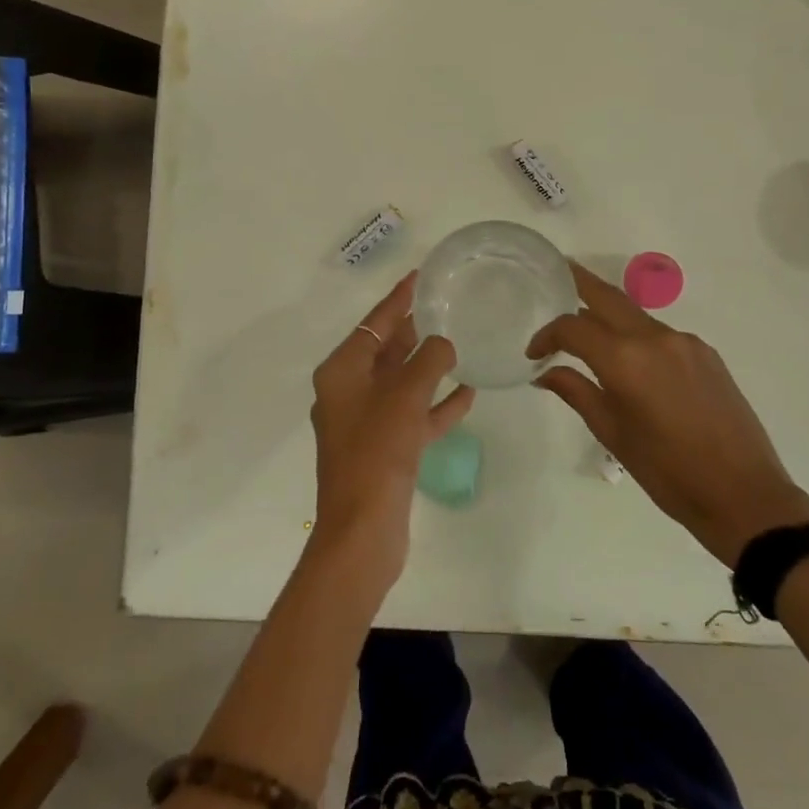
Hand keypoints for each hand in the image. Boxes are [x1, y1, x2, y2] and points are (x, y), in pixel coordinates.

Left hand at [309, 272, 475, 587]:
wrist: (362, 532)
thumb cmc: (377, 452)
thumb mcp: (406, 396)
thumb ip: (429, 361)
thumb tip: (444, 343)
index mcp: (342, 372)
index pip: (374, 323)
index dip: (398, 299)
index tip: (419, 276)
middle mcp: (349, 392)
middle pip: (386, 351)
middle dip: (414, 331)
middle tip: (445, 305)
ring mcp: (366, 423)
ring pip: (402, 383)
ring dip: (428, 367)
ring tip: (460, 343)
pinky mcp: (384, 450)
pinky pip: (413, 415)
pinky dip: (436, 404)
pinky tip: (467, 392)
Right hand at [529, 261, 808, 566]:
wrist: (746, 495)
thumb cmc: (669, 473)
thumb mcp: (614, 435)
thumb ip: (577, 393)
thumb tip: (545, 373)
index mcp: (626, 359)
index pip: (574, 328)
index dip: (548, 335)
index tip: (534, 354)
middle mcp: (656, 337)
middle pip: (608, 297)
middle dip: (579, 283)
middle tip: (558, 274)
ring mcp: (686, 342)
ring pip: (636, 315)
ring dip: (609, 316)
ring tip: (589, 330)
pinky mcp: (707, 353)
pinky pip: (661, 334)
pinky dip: (638, 337)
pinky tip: (633, 361)